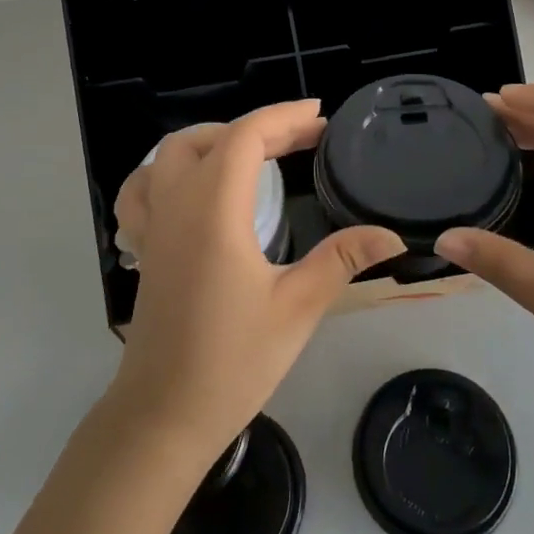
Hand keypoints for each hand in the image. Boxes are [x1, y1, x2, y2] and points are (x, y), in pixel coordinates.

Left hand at [111, 101, 405, 457]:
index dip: (284, 118)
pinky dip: (167, 172)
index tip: (321, 119)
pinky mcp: (143, 250)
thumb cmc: (233, 361)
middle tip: (303, 140)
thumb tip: (391, 235)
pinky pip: (142, 190)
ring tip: (251, 155)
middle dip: (259, 129)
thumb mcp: (297, 307)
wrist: (164, 415)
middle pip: (209, 139)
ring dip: (211, 141)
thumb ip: (341, 259)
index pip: (244, 137)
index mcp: (214, 211)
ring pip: (168, 155)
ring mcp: (152, 226)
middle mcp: (176, 206)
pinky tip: (192, 189)